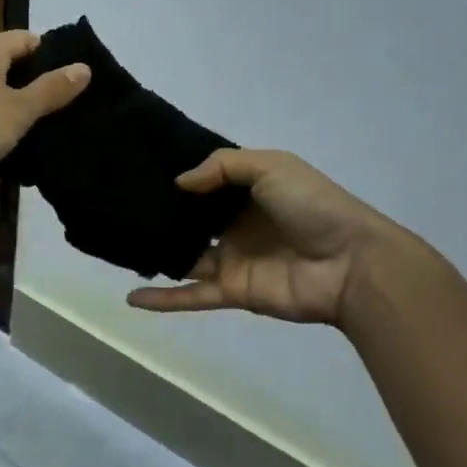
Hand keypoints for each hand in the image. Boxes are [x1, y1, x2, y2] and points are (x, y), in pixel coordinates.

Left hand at [0, 30, 88, 205]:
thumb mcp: (19, 109)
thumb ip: (51, 90)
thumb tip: (84, 67)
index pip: (28, 40)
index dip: (54, 56)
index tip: (78, 80)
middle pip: (11, 67)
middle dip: (38, 86)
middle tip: (70, 108)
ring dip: (18, 110)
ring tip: (50, 130)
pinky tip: (16, 147)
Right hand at [125, 150, 402, 325]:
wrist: (350, 263)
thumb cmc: (312, 206)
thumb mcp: (271, 166)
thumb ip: (222, 167)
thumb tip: (179, 183)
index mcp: (249, 193)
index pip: (206, 185)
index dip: (178, 178)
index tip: (139, 170)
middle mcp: (237, 225)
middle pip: (191, 221)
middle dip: (160, 215)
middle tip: (118, 206)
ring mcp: (233, 260)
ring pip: (185, 257)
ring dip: (155, 254)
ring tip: (116, 246)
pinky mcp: (233, 292)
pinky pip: (192, 295)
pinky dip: (163, 299)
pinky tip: (131, 299)